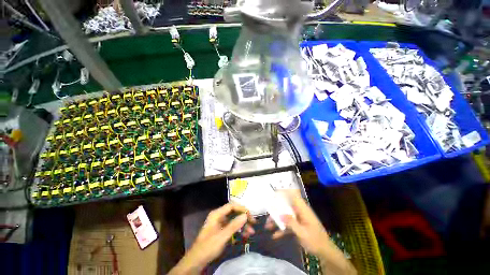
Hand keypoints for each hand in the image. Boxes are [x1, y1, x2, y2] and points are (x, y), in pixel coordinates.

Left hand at [169, 203, 255, 274]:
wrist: (196, 261)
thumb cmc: (208, 247)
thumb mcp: (222, 236)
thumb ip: (234, 225)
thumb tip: (245, 215)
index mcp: (217, 214)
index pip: (231, 206)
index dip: (241, 208)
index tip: (250, 215)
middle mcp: (219, 216)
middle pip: (234, 212)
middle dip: (244, 218)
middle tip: (253, 224)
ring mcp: (220, 224)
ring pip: (234, 220)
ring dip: (242, 225)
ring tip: (251, 232)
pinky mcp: (221, 231)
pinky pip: (232, 227)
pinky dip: (238, 230)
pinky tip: (244, 236)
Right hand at [266, 189, 329, 255]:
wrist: (325, 252)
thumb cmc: (316, 241)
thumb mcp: (303, 233)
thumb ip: (292, 223)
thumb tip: (281, 214)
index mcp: (303, 209)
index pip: (294, 195)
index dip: (285, 191)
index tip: (274, 192)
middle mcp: (299, 211)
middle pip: (286, 206)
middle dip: (276, 209)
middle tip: (268, 213)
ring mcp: (298, 219)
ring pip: (285, 215)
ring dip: (277, 220)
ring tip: (267, 226)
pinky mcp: (297, 226)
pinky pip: (288, 224)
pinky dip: (282, 229)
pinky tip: (275, 236)